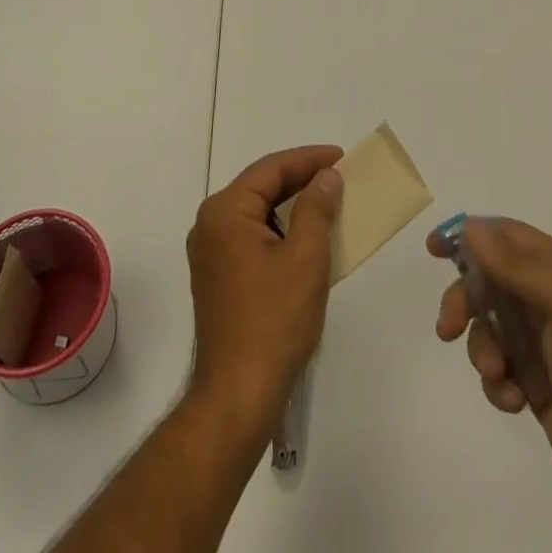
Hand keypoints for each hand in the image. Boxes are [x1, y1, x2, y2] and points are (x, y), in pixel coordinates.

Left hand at [186, 146, 342, 438]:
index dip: (308, 159)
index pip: (270, 169)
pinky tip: (307, 237)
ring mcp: (210, 252)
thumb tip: (326, 176)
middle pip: (260, 187)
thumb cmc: (274, 322)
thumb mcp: (305, 258)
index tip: (341, 156)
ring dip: (291, 206)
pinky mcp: (217, 276)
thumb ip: (316, 208)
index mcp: (225, 211)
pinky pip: (251, 236)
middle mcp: (210, 224)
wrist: (237, 396)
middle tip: (338, 177)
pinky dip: (279, 231)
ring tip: (328, 203)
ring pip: (257, 212)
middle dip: (300, 180)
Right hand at [430, 218, 551, 515]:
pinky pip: (495, 365)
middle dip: (463, 302)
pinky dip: (496, 381)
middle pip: (485, 279)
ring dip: (481, 348)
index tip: (435, 248)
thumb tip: (469, 226)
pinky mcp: (531, 376)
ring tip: (496, 375)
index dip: (468, 236)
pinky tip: (514, 400)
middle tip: (446, 326)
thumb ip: (514, 265)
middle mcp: (545, 295)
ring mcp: (537, 337)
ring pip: (485, 325)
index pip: (504, 235)